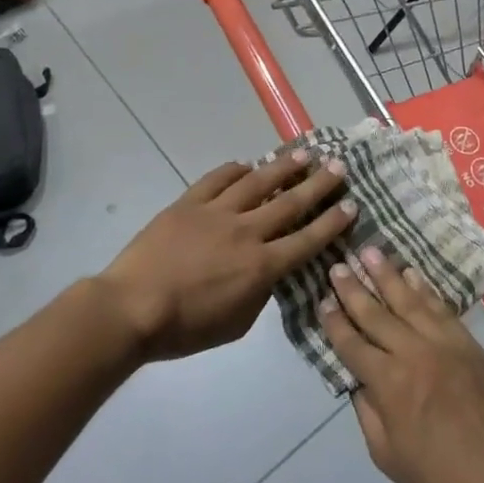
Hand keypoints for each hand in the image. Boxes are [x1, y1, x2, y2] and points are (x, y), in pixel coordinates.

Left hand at [96, 150, 354, 361]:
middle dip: (318, 184)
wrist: (132, 308)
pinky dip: (234, 169)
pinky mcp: (189, 203)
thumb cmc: (185, 328)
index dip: (332, 222)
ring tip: (302, 154)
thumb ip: (260, 294)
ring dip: (282, 167)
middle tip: (338, 166)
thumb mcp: (236, 324)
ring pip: (257, 182)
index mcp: (261, 266)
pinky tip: (246, 163)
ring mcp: (216, 213)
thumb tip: (269, 272)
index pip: (307, 240)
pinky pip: (217, 179)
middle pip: (290, 203)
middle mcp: (246, 232)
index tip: (351, 204)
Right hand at [320, 248, 483, 482]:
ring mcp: (445, 344)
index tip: (322, 300)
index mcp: (389, 384)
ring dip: (387, 275)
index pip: (352, 344)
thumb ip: (368, 413)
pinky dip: (425, 288)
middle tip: (338, 265)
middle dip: (353, 289)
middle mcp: (413, 354)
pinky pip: (442, 308)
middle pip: (376, 314)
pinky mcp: (470, 343)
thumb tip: (359, 381)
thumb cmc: (442, 481)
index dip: (334, 322)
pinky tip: (412, 273)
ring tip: (370, 252)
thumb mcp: (388, 457)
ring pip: (409, 300)